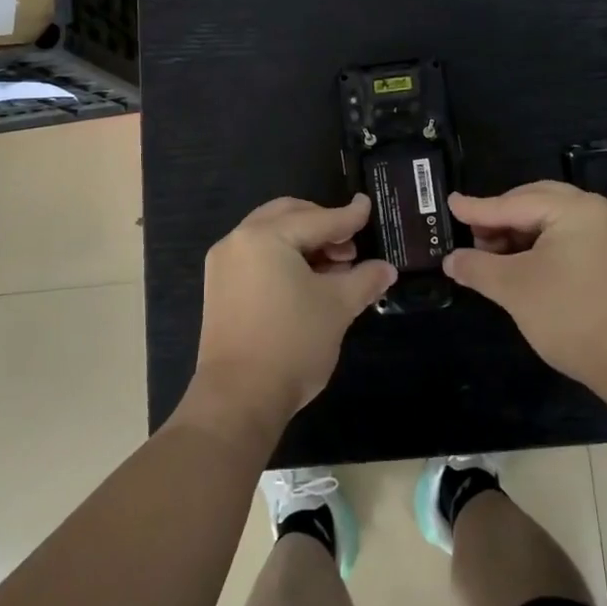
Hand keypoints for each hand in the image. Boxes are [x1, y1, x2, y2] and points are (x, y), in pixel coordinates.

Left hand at [191, 195, 396, 435]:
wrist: (238, 398)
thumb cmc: (292, 343)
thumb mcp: (337, 307)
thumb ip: (364, 279)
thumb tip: (386, 269)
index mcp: (265, 236)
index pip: (317, 219)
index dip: (348, 216)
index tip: (368, 207)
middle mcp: (238, 240)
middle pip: (288, 217)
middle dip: (323, 225)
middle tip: (350, 248)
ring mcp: (224, 265)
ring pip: (271, 236)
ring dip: (304, 242)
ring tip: (334, 269)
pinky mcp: (220, 288)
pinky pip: (257, 257)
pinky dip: (284, 258)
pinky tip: (307, 282)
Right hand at [443, 181, 606, 391]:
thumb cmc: (570, 316)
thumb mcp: (513, 288)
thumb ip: (477, 266)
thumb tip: (451, 260)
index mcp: (577, 209)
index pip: (515, 204)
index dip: (478, 209)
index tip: (451, 204)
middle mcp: (600, 211)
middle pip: (538, 202)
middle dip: (502, 218)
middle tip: (473, 236)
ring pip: (555, 220)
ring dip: (521, 232)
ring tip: (494, 254)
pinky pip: (573, 237)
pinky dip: (544, 244)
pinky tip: (524, 263)